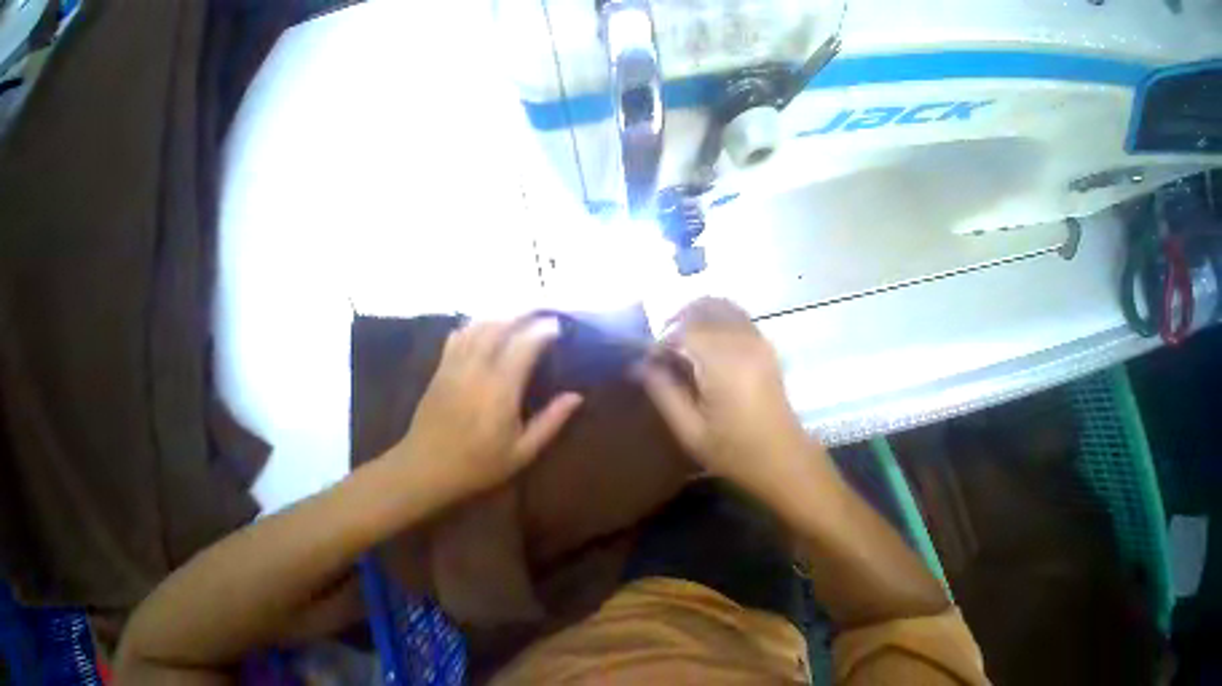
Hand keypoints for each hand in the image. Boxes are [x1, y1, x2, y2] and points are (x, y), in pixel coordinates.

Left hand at [399, 316, 582, 502]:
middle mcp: (477, 370)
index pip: (524, 346)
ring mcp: (455, 366)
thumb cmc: (477, 464)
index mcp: (500, 390)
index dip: (543, 330)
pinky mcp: (441, 368)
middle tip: (543, 309)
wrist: (421, 471)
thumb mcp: (523, 451)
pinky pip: (459, 334)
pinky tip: (488, 323)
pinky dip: (477, 323)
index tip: (558, 325)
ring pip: (479, 326)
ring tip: (522, 313)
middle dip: (524, 312)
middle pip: (500, 326)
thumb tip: (577, 396)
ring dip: (502, 314)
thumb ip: (552, 421)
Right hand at [639, 298, 817, 498]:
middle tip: (663, 347)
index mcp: (724, 365)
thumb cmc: (735, 451)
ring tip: (681, 341)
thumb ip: (662, 391)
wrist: (787, 462)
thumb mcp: (689, 430)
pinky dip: (713, 318)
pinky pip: (735, 314)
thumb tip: (637, 365)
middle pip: (703, 307)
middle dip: (676, 321)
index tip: (652, 360)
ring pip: (720, 305)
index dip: (663, 340)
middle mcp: (744, 343)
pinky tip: (703, 343)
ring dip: (695, 316)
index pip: (685, 330)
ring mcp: (758, 340)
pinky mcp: (765, 344)